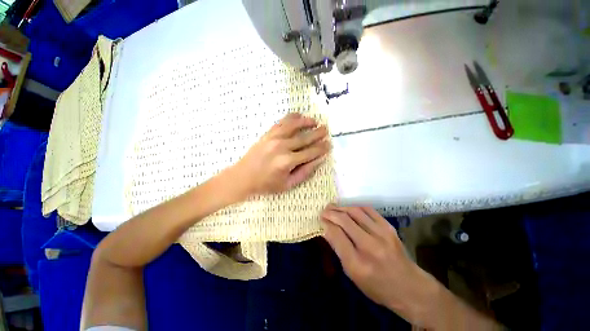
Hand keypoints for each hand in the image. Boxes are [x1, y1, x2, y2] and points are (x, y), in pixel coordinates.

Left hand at [232, 113, 329, 195]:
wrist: (243, 177)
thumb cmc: (266, 184)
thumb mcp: (288, 184)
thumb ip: (305, 172)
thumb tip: (319, 160)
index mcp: (288, 161)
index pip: (310, 152)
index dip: (321, 148)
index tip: (329, 144)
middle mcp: (282, 147)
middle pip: (304, 138)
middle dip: (317, 134)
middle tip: (326, 130)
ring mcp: (273, 138)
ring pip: (294, 125)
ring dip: (306, 122)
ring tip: (315, 121)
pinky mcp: (267, 134)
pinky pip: (281, 122)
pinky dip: (291, 117)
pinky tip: (299, 116)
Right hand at [320, 205, 442, 326]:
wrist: (410, 287)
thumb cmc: (377, 286)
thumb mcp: (353, 275)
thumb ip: (339, 250)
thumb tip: (327, 229)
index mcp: (358, 263)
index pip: (337, 234)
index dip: (326, 223)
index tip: (321, 218)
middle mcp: (370, 246)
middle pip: (345, 220)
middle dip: (331, 212)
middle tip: (324, 210)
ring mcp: (382, 234)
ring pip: (355, 211)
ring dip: (341, 207)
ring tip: (333, 207)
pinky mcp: (389, 227)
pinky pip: (368, 210)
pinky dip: (355, 206)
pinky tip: (349, 208)